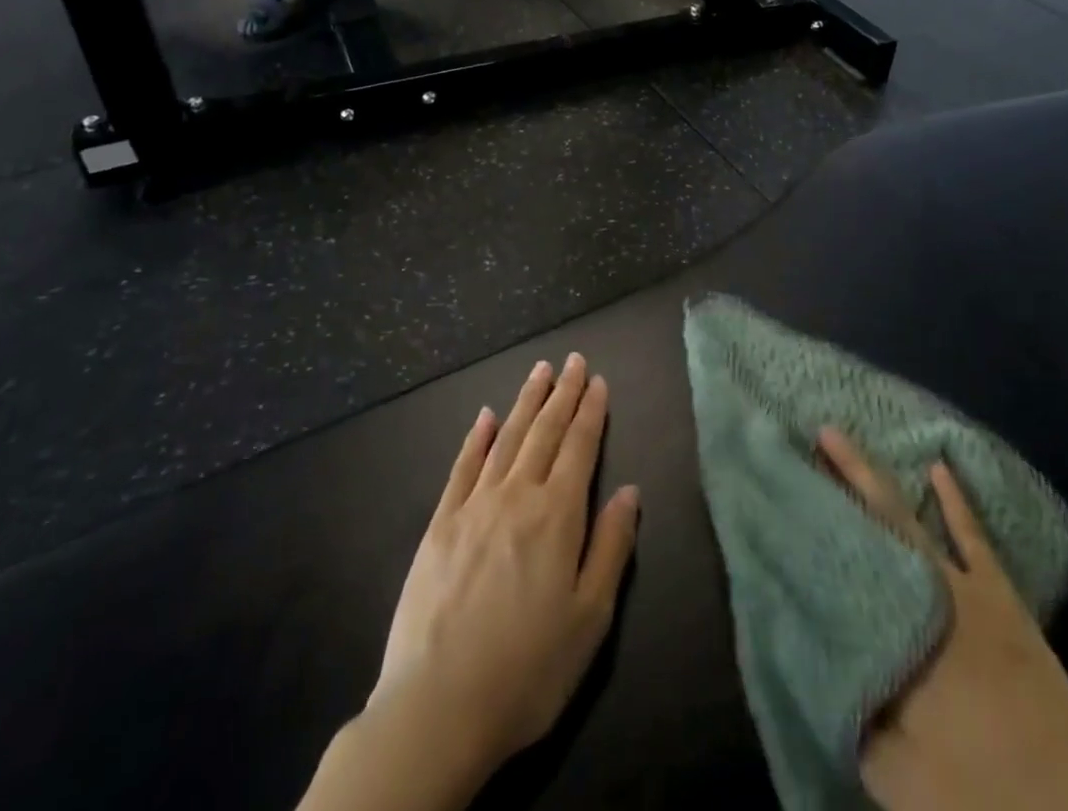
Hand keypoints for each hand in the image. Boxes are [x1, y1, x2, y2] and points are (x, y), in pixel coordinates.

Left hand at [370, 354, 640, 774]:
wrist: (437, 707)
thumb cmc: (528, 668)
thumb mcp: (590, 618)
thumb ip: (611, 547)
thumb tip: (630, 491)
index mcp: (558, 515)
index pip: (580, 447)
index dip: (591, 411)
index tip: (597, 380)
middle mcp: (517, 495)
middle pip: (545, 432)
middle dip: (562, 393)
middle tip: (572, 360)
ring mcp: (474, 506)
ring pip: (507, 439)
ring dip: (526, 402)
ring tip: (539, 371)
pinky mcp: (440, 525)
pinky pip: (463, 467)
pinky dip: (478, 437)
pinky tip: (486, 416)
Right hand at [816, 428, 1067, 810]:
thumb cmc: (978, 784)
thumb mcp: (899, 774)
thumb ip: (855, 720)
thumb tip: (817, 670)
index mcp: (891, 629)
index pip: (835, 562)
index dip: (805, 522)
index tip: (778, 487)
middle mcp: (919, 590)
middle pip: (865, 521)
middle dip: (832, 478)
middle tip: (802, 436)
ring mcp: (961, 584)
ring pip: (905, 515)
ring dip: (871, 476)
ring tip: (837, 436)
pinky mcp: (998, 592)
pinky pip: (971, 533)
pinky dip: (954, 499)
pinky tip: (937, 467)